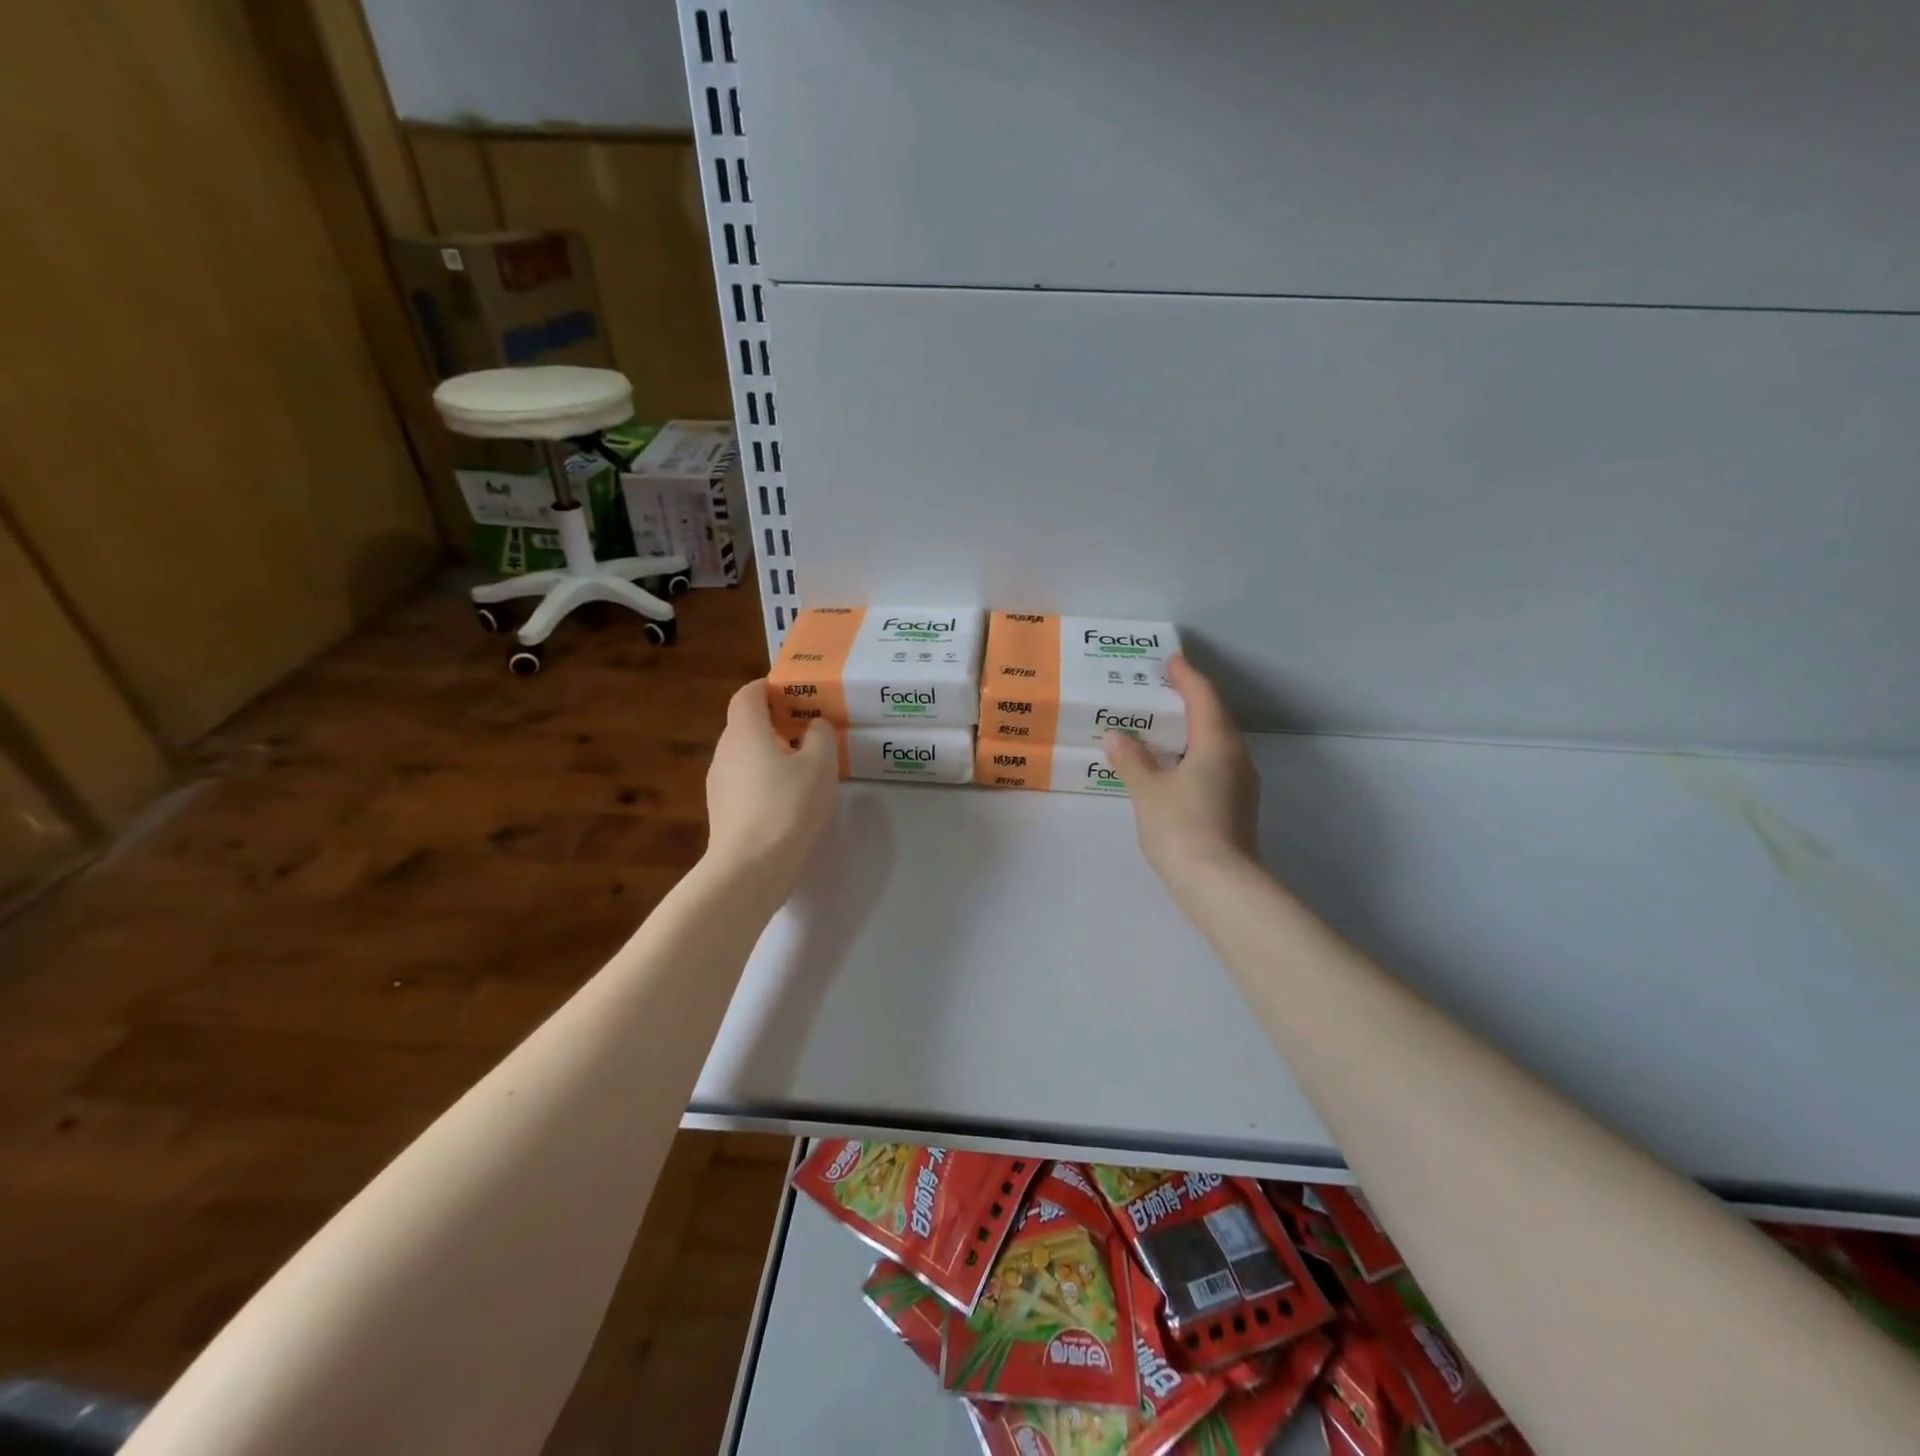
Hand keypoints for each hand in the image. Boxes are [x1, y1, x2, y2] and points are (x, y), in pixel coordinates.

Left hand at [705, 681, 838, 893]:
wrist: (751, 866)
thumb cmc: (788, 805)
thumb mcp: (820, 765)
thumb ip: (821, 737)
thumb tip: (814, 727)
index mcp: (745, 731)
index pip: (748, 694)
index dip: (769, 688)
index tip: (795, 695)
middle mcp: (725, 751)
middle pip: (746, 725)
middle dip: (775, 723)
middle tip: (808, 731)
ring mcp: (719, 783)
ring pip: (746, 756)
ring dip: (770, 754)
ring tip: (803, 768)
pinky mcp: (722, 812)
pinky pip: (744, 783)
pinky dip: (764, 780)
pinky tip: (788, 800)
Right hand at [1104, 656, 1260, 890]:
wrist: (1220, 884)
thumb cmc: (1182, 827)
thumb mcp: (1148, 790)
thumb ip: (1132, 760)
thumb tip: (1117, 736)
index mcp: (1216, 742)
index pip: (1204, 697)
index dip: (1187, 677)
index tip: (1172, 661)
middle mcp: (1236, 757)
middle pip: (1216, 717)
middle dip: (1192, 700)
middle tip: (1163, 690)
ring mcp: (1242, 784)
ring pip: (1218, 743)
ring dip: (1195, 729)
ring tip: (1165, 726)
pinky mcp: (1238, 806)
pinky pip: (1217, 764)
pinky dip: (1196, 754)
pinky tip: (1175, 765)